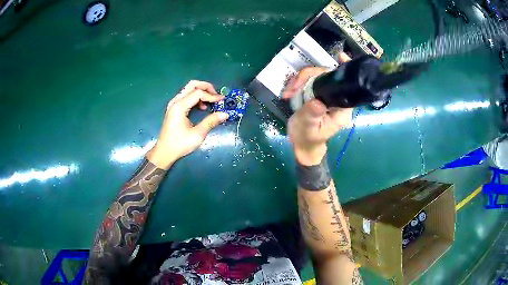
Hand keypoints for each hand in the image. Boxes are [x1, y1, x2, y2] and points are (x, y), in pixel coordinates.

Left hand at [147, 80, 228, 168]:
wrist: (164, 152)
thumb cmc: (179, 144)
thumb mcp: (197, 134)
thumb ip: (211, 122)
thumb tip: (225, 114)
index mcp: (179, 106)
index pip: (198, 93)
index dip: (212, 95)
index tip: (222, 101)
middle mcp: (175, 101)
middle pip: (192, 85)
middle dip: (206, 87)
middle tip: (216, 96)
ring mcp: (173, 104)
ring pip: (189, 89)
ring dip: (201, 92)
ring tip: (211, 103)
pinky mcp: (174, 108)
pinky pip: (186, 96)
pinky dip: (196, 97)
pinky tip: (202, 107)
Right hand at [285, 55, 352, 165]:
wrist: (302, 144)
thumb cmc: (308, 139)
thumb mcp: (308, 128)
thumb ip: (312, 115)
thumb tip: (317, 102)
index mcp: (341, 109)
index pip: (347, 86)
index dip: (344, 71)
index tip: (341, 57)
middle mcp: (337, 99)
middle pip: (327, 76)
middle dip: (308, 77)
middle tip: (292, 88)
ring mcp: (327, 95)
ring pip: (316, 76)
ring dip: (300, 80)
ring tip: (288, 93)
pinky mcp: (317, 93)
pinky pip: (309, 81)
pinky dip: (298, 83)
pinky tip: (289, 91)